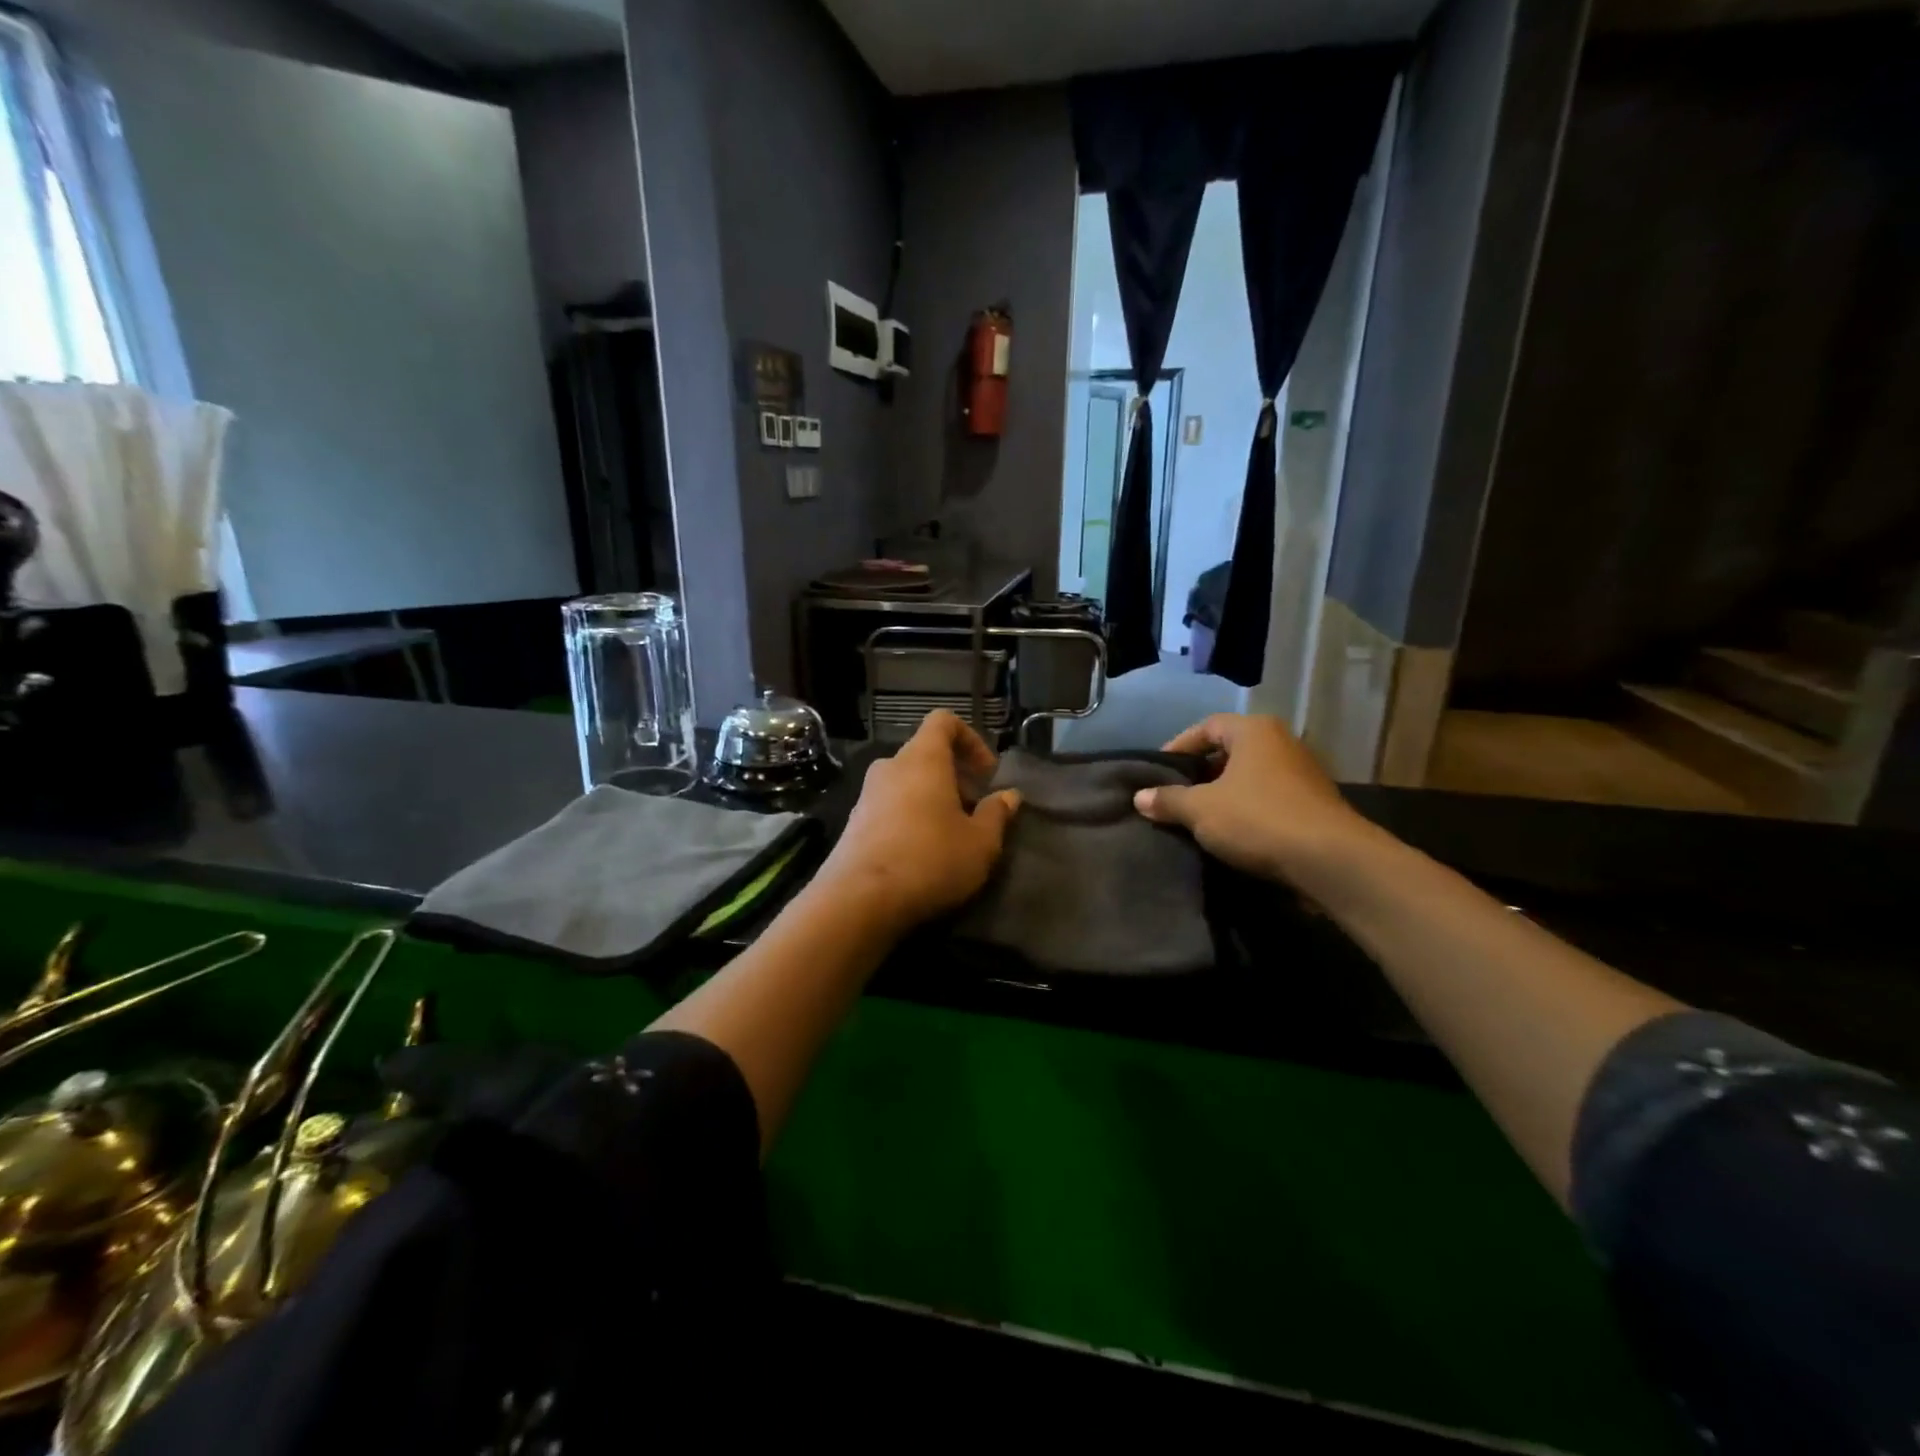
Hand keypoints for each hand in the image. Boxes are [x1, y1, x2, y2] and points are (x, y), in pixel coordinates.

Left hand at [816, 711, 1021, 933]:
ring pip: (906, 782)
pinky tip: (921, 852)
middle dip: (954, 775)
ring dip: (931, 797)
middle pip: (925, 754)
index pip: (943, 721)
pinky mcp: (854, 822)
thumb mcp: (980, 843)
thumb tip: (1009, 796)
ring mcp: (867, 794)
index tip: (987, 774)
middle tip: (974, 809)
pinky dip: (909, 816)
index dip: (970, 739)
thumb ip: (997, 814)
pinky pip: (889, 806)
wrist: (859, 900)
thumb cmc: (930, 860)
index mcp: (923, 758)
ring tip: (951, 833)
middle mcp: (891, 767)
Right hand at [1132, 714, 1372, 883]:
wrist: (1331, 861)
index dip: (1179, 747)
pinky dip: (1248, 811)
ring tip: (1199, 818)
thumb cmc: (1259, 819)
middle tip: (1176, 796)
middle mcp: (1282, 743)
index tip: (1159, 772)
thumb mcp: (1201, 810)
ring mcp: (1303, 774)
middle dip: (1201, 773)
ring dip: (1225, 795)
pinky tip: (1232, 835)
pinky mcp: (1315, 805)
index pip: (1207, 726)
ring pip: (1250, 778)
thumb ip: (1169, 800)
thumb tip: (1140, 797)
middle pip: (1230, 751)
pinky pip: (1269, 799)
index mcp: (1254, 731)